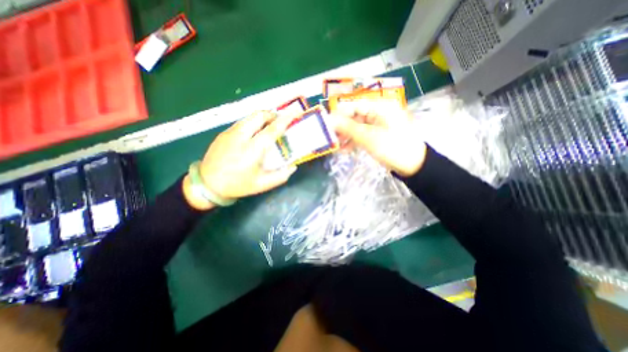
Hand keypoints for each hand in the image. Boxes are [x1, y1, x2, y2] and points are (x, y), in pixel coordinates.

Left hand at [185, 110, 296, 208]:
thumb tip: (293, 166)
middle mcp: (240, 136)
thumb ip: (280, 176)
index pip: (272, 129)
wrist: (207, 185)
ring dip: (262, 118)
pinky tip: (254, 134)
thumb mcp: (262, 185)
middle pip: (259, 115)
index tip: (294, 112)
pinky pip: (242, 122)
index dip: (285, 119)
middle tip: (280, 122)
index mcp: (252, 150)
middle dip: (272, 115)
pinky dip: (252, 123)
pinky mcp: (223, 133)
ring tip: (269, 126)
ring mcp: (230, 133)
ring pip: (249, 117)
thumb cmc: (237, 185)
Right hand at [333, 99, 427, 177]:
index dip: (339, 115)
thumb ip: (348, 128)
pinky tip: (345, 150)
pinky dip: (354, 141)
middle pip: (355, 116)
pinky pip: (363, 134)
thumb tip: (329, 119)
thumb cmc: (393, 148)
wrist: (414, 166)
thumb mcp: (369, 138)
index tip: (327, 127)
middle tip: (331, 139)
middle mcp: (379, 111)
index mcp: (381, 106)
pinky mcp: (379, 133)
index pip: (354, 105)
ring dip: (347, 136)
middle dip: (342, 128)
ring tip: (336, 147)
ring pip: (358, 126)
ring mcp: (379, 123)